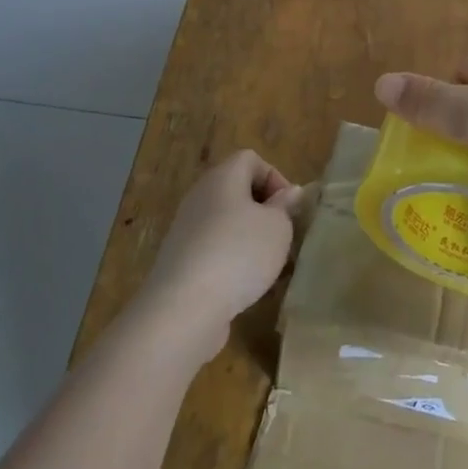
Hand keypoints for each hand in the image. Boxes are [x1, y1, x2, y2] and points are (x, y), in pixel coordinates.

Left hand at [136, 151, 306, 366]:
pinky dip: (230, 261)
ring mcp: (185, 230)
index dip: (274, 177)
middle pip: (236, 190)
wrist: (184, 309)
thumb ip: (285, 206)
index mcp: (222, 177)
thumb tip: (288, 193)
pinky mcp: (179, 262)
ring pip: (225, 223)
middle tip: (281, 235)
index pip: (250, 159)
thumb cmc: (239, 254)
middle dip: (263, 211)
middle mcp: (199, 197)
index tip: (288, 208)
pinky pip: (212, 250)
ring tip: (267, 264)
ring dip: (248, 239)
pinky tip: (243, 286)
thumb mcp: (278, 227)